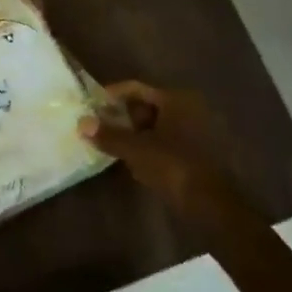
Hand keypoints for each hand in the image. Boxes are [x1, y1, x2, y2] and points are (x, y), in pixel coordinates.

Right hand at [79, 81, 255, 222]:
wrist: (209, 202)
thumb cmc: (172, 165)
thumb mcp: (135, 149)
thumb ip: (108, 135)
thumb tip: (81, 123)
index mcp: (175, 99)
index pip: (135, 88)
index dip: (111, 96)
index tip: (90, 107)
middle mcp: (187, 108)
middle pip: (145, 105)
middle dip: (120, 116)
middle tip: (97, 127)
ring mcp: (193, 130)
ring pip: (153, 124)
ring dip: (131, 132)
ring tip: (108, 143)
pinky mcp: (194, 151)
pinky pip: (162, 140)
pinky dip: (145, 145)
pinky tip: (130, 158)